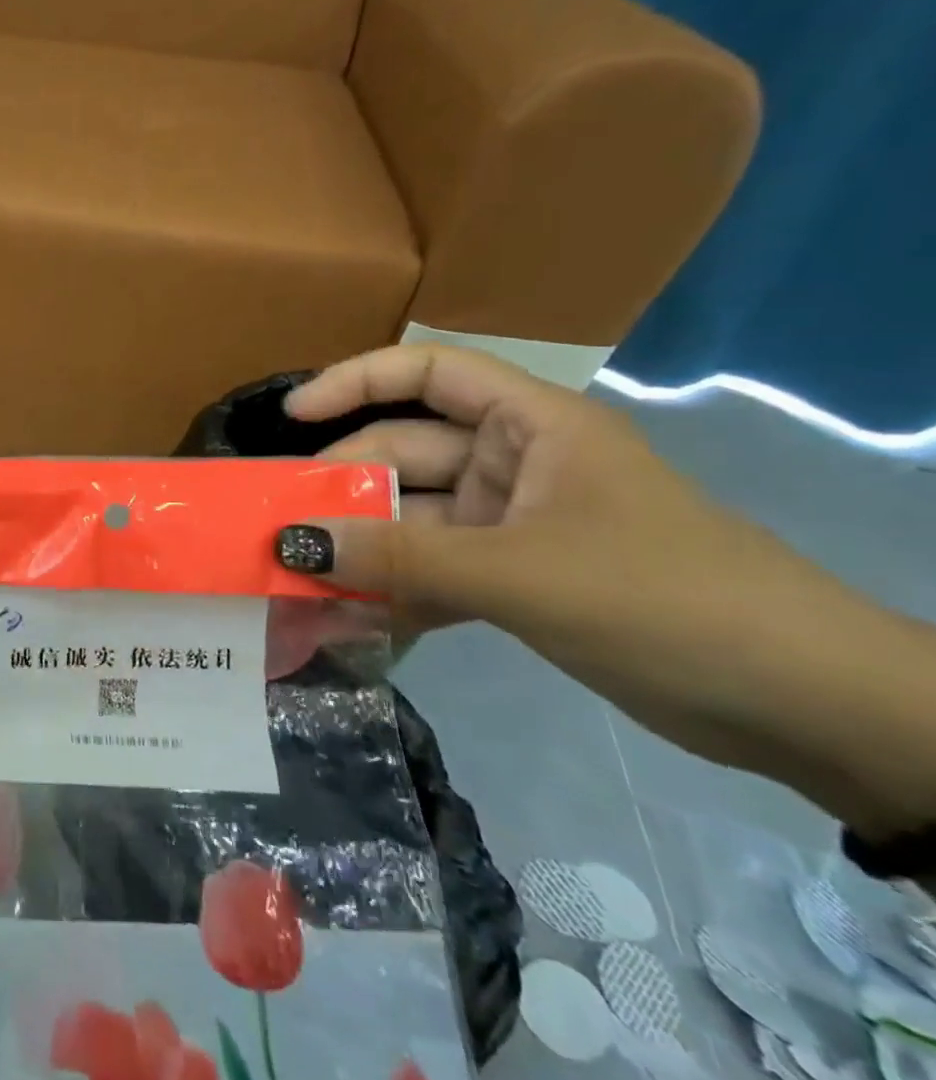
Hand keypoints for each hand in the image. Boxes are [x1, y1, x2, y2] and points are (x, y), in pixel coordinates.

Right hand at [273, 345, 935, 831]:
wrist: (801, 707)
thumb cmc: (663, 599)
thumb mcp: (518, 573)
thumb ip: (398, 557)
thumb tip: (291, 543)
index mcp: (532, 426)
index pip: (431, 372)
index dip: (356, 381)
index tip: (293, 415)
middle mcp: (516, 463)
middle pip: (406, 452)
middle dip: (343, 487)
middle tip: (279, 526)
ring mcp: (513, 523)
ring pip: (412, 518)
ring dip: (360, 548)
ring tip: (296, 579)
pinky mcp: (515, 578)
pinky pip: (433, 570)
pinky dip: (392, 591)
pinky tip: (346, 620)